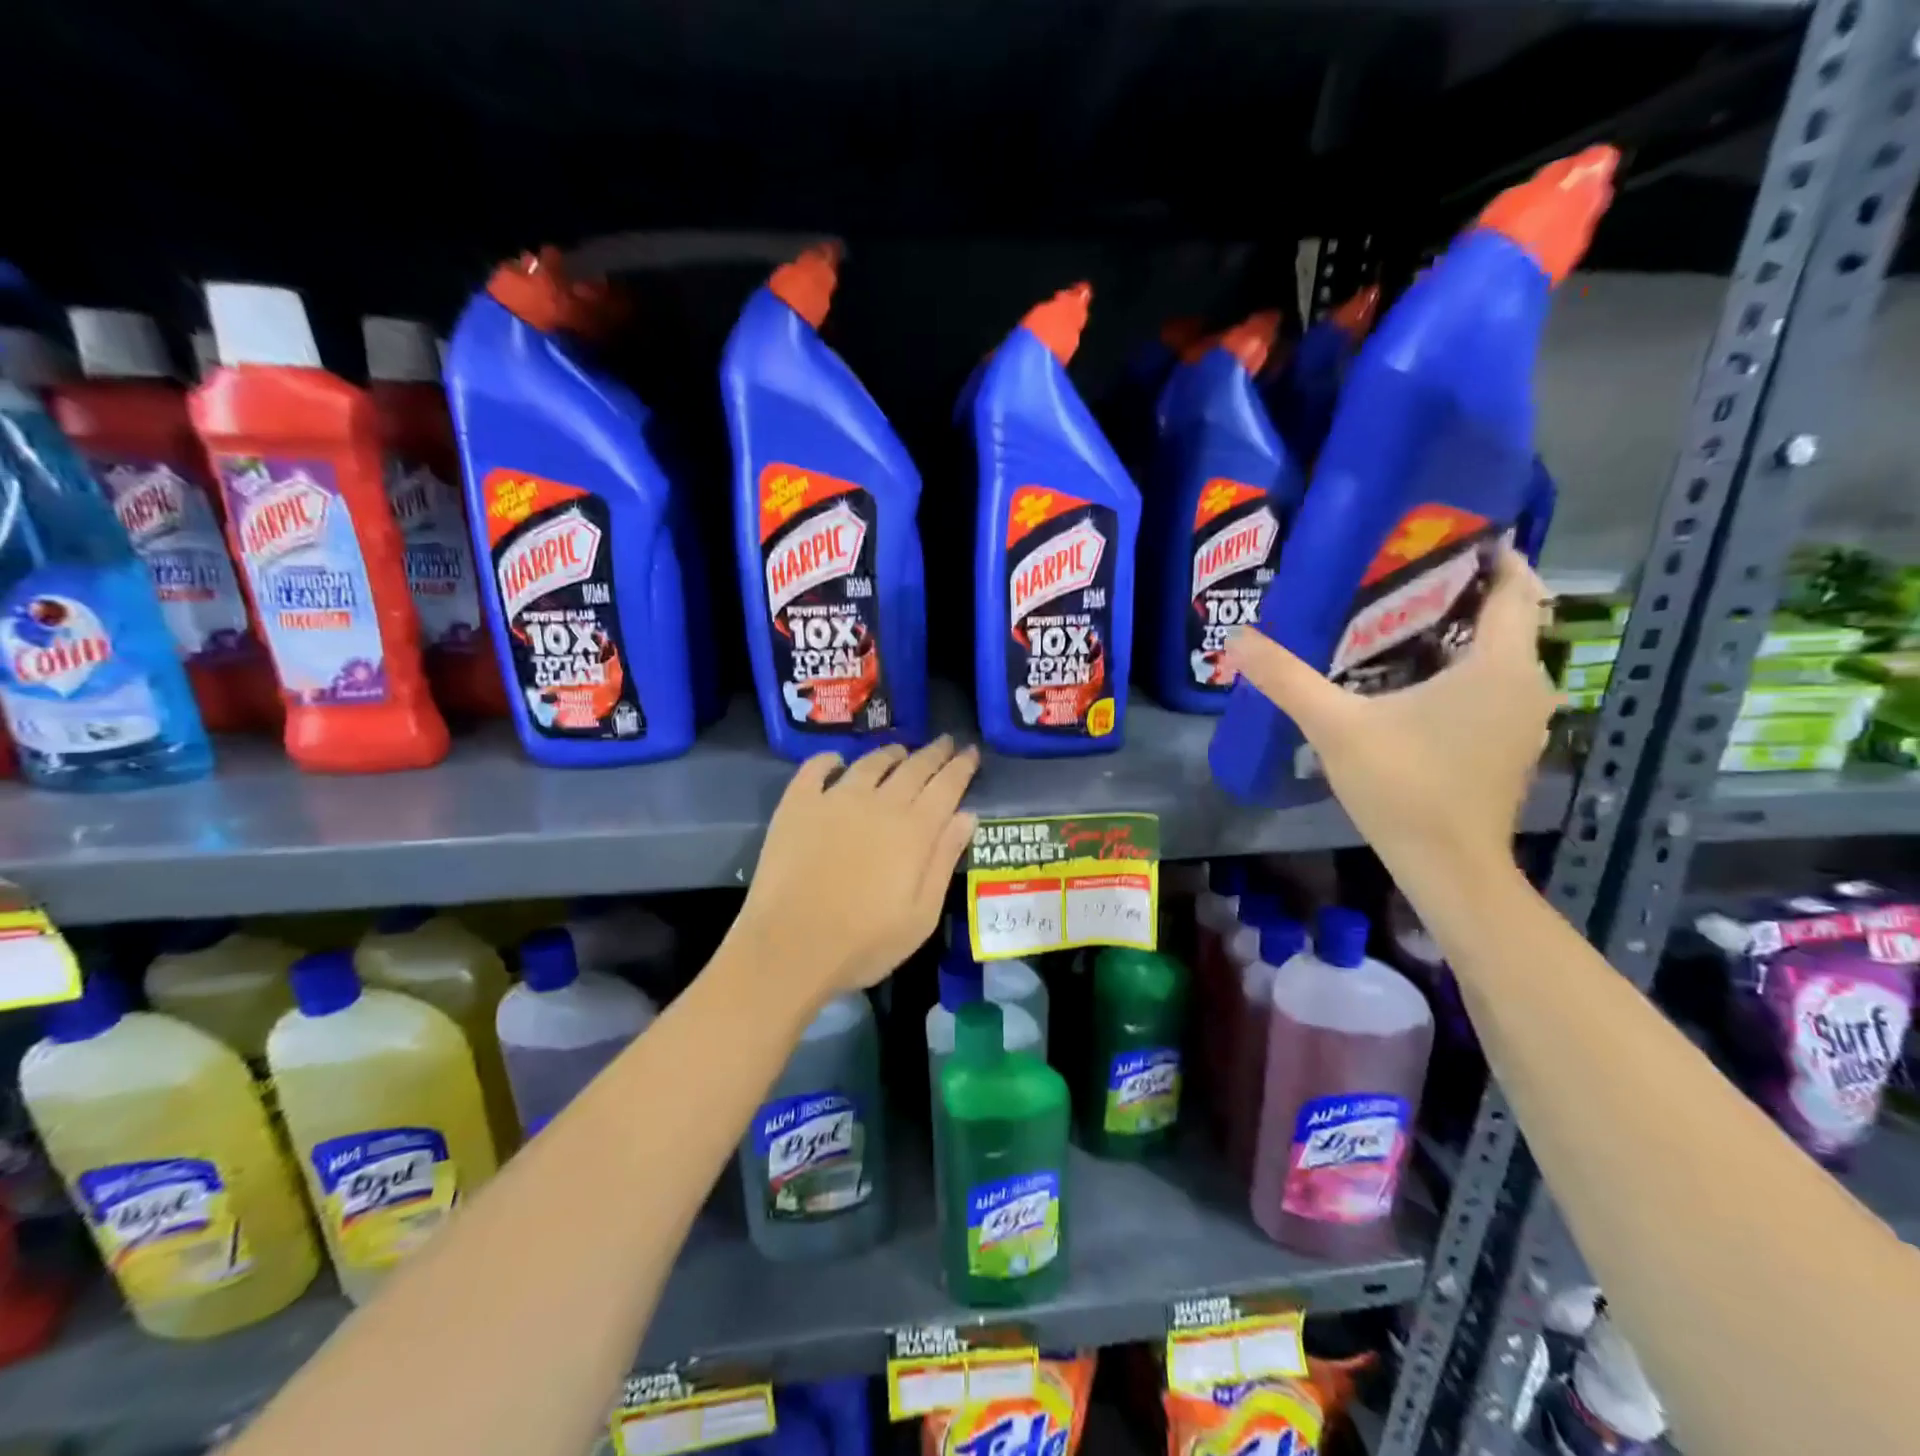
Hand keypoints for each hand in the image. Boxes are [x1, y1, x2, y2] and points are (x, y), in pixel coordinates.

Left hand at [733, 736, 980, 1006]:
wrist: (790, 947)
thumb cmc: (864, 943)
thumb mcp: (921, 915)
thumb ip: (944, 860)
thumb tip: (966, 816)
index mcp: (914, 830)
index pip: (946, 786)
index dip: (961, 767)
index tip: (972, 751)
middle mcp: (879, 804)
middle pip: (913, 768)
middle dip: (934, 753)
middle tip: (945, 743)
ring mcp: (835, 799)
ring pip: (870, 763)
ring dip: (890, 754)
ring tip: (900, 752)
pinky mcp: (797, 805)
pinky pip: (815, 768)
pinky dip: (830, 760)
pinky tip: (836, 761)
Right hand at [1224, 547, 1555, 878]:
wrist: (1448, 866)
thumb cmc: (1402, 787)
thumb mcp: (1334, 726)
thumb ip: (1287, 678)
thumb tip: (1238, 638)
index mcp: (1498, 665)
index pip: (1515, 587)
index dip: (1489, 556)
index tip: (1443, 538)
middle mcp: (1526, 683)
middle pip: (1506, 618)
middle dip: (1461, 593)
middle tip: (1399, 577)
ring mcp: (1523, 718)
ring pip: (1498, 655)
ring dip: (1459, 635)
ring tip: (1397, 622)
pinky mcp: (1509, 745)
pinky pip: (1492, 686)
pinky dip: (1462, 670)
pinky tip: (1411, 681)